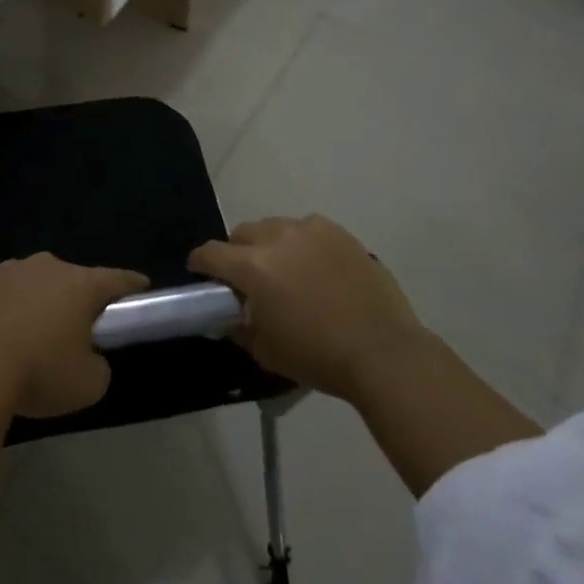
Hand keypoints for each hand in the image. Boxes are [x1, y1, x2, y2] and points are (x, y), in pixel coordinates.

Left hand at [0, 254, 147, 418]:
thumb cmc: (38, 371)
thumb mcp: (88, 385)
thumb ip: (99, 367)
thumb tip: (90, 358)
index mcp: (81, 284)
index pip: (117, 279)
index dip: (132, 285)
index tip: (142, 288)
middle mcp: (48, 266)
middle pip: (72, 280)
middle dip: (77, 300)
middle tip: (76, 330)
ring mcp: (9, 269)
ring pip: (34, 284)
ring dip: (38, 303)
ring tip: (31, 337)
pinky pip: (3, 294)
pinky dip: (6, 310)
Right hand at [189, 215, 426, 400]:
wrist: (383, 353)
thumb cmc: (318, 356)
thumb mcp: (265, 351)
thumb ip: (239, 327)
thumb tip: (228, 314)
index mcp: (252, 266)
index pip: (210, 253)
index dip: (200, 263)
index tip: (201, 274)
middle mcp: (275, 238)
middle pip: (241, 233)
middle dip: (236, 252)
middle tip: (248, 278)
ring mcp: (309, 230)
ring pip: (274, 227)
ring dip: (269, 244)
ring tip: (285, 270)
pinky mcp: (337, 232)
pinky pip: (307, 229)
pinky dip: (302, 243)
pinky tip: (315, 267)